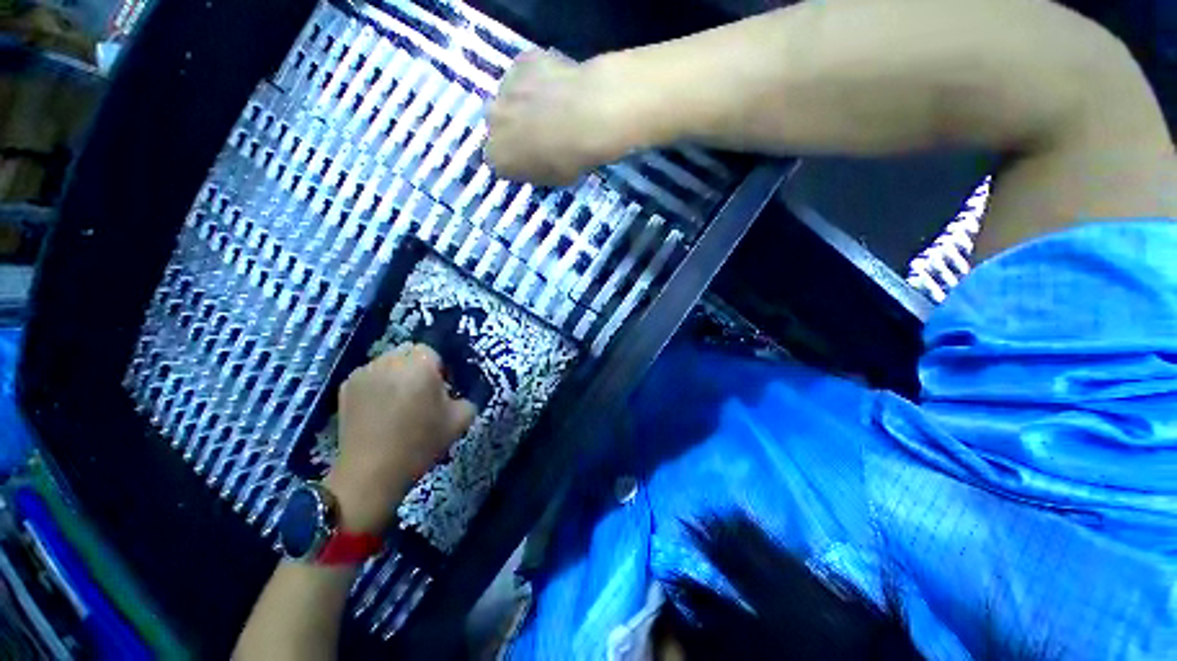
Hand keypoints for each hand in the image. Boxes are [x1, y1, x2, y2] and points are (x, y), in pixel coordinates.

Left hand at [324, 344, 475, 533]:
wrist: (372, 472)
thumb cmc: (421, 443)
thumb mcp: (461, 420)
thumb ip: (467, 398)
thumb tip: (457, 394)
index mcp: (420, 365)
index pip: (432, 352)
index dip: (439, 369)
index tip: (440, 391)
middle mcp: (390, 361)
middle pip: (409, 352)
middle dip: (417, 367)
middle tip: (420, 394)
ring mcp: (364, 372)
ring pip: (388, 362)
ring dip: (397, 374)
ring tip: (397, 402)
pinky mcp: (346, 386)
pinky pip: (370, 375)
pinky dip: (378, 384)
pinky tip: (379, 409)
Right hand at [486, 50, 619, 185]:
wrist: (587, 118)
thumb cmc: (570, 160)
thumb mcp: (552, 179)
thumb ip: (535, 168)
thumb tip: (536, 160)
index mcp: (497, 155)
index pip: (499, 160)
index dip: (516, 159)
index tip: (531, 159)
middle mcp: (492, 120)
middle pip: (500, 125)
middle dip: (515, 128)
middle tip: (541, 132)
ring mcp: (504, 86)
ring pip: (511, 95)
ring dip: (525, 101)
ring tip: (553, 106)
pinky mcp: (522, 60)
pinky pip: (528, 71)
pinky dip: (539, 77)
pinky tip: (559, 84)